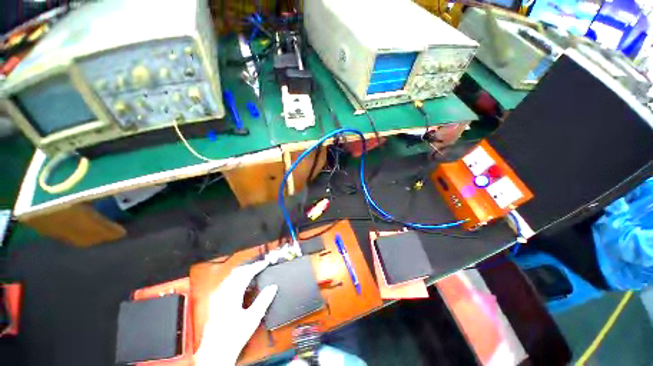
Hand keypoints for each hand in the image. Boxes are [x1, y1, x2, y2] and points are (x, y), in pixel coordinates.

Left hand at [195, 260, 277, 364]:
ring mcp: (217, 297)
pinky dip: (236, 278)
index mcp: (232, 295)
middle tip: (260, 266)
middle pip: (237, 272)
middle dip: (250, 267)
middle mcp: (222, 293)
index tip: (265, 263)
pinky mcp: (215, 302)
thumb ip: (263, 300)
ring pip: (230, 276)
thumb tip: (273, 287)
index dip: (257, 266)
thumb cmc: (234, 336)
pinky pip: (226, 283)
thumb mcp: (253, 318)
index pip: (245, 273)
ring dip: (243, 271)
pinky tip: (241, 283)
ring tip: (253, 271)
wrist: (215, 352)